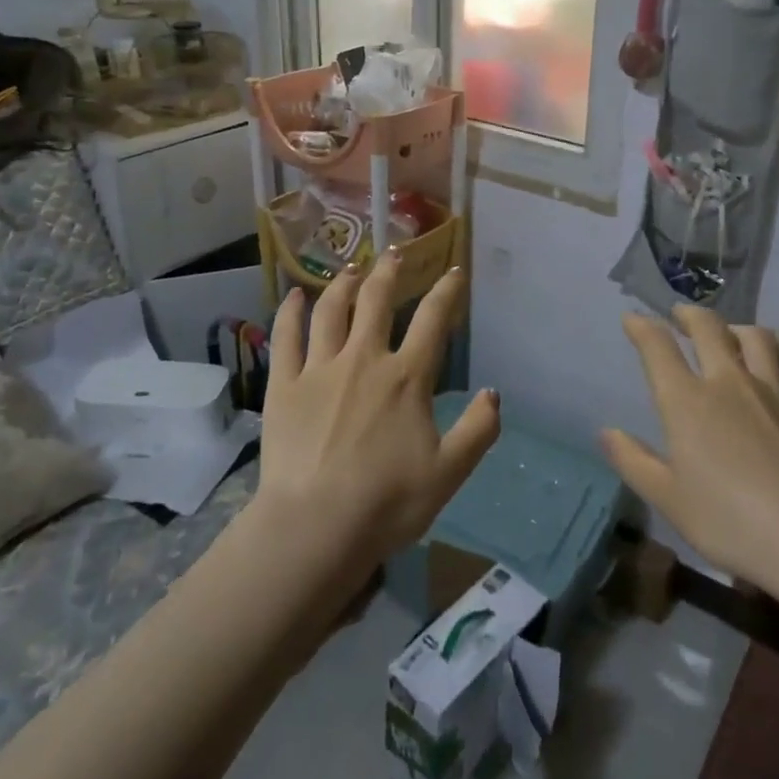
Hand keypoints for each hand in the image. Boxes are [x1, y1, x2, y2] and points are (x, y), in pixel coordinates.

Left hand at [256, 254, 499, 572]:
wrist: (315, 527)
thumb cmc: (387, 502)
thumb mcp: (449, 472)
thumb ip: (478, 430)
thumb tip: (493, 393)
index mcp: (406, 378)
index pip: (433, 321)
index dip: (446, 291)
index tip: (453, 271)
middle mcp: (364, 360)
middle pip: (377, 302)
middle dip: (389, 272)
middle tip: (395, 251)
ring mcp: (320, 369)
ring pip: (332, 311)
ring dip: (344, 283)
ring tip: (352, 267)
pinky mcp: (284, 385)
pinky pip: (286, 338)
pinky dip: (290, 312)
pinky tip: (294, 295)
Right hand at [601, 306, 778, 593]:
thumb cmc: (728, 521)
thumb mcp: (667, 498)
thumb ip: (633, 461)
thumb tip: (606, 432)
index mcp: (687, 401)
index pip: (658, 347)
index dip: (641, 326)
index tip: (632, 318)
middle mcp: (729, 382)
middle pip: (709, 328)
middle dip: (689, 314)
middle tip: (679, 315)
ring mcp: (773, 391)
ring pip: (757, 337)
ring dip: (737, 328)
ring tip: (729, 334)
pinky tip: (778, 373)